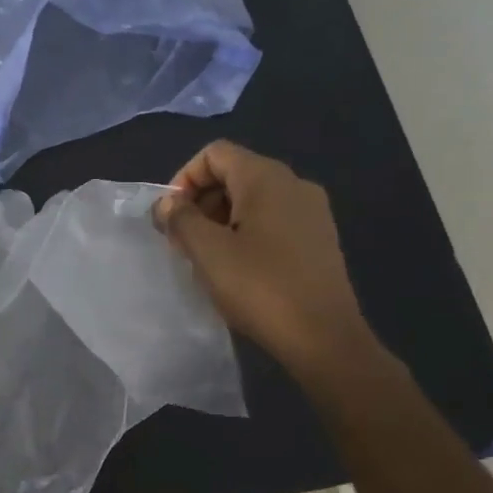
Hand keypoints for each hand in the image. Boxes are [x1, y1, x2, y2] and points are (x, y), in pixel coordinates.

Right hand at [153, 141, 377, 374]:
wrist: (325, 339)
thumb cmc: (260, 288)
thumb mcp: (207, 252)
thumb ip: (180, 219)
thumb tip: (167, 203)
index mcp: (266, 178)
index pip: (214, 154)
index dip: (184, 178)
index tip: (171, 217)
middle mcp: (294, 184)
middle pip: (234, 174)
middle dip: (201, 202)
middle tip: (183, 242)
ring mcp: (312, 212)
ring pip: (252, 199)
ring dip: (220, 220)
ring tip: (207, 259)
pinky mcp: (319, 239)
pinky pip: (272, 220)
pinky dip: (246, 233)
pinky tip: (238, 270)